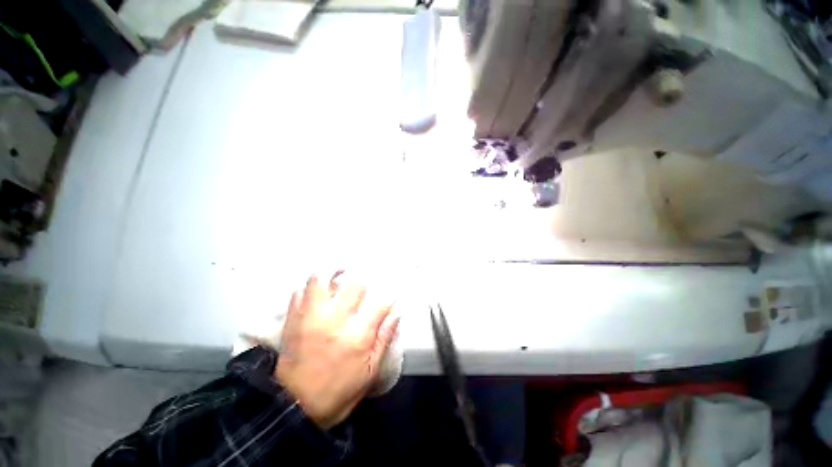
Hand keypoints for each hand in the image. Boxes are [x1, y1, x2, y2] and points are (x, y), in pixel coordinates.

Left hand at [275, 273, 399, 429]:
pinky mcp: (294, 320)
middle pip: (356, 285)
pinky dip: (311, 287)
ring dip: (333, 273)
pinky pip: (300, 292)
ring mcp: (312, 317)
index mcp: (358, 335)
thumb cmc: (338, 392)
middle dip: (366, 282)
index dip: (389, 296)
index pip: (381, 302)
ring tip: (341, 272)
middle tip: (366, 285)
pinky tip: (320, 290)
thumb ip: (385, 338)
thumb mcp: (370, 372)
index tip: (390, 296)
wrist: (293, 410)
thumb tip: (397, 312)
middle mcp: (336, 320)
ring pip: (323, 280)